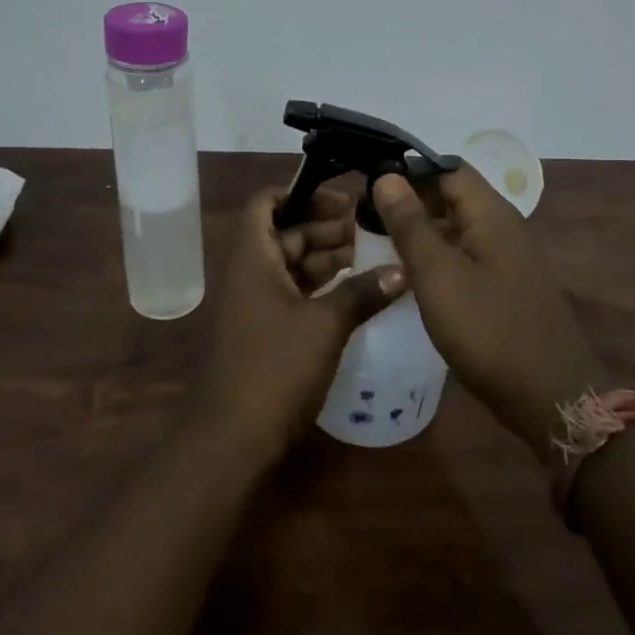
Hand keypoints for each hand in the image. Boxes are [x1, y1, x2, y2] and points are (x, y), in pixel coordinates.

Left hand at [196, 187, 405, 463]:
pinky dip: (319, 287)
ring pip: (290, 265)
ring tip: (371, 254)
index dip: (300, 193)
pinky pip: (292, 294)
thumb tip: (403, 271)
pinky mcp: (263, 333)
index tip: (342, 198)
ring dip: (325, 257)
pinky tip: (354, 291)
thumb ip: (363, 292)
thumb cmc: (275, 369)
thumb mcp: (325, 325)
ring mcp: (253, 305)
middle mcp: (248, 274)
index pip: (266, 203)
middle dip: (324, 226)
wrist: (231, 441)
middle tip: (369, 226)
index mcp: (252, 258)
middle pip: (284, 233)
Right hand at [372, 167, 605, 460]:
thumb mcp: (439, 275)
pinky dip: (436, 255)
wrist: (550, 396)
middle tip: (364, 212)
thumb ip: (411, 224)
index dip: (408, 168)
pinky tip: (409, 273)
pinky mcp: (504, 286)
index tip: (367, 179)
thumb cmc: (489, 330)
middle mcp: (503, 227)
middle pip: (453, 195)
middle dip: (410, 199)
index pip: (447, 168)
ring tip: (376, 239)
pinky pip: (465, 255)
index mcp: (491, 213)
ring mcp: (507, 258)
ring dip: (421, 229)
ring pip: (457, 227)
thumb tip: (387, 177)